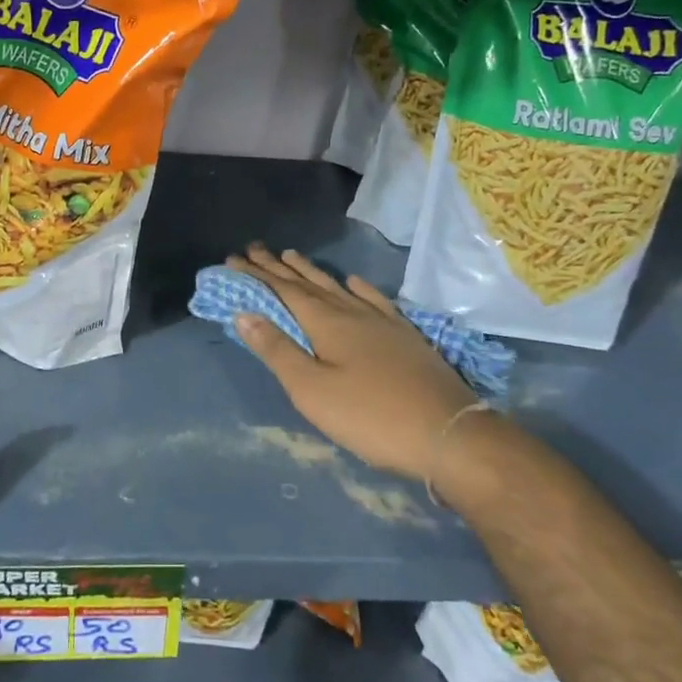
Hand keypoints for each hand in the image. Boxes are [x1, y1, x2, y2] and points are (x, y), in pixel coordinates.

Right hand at [225, 244, 485, 482]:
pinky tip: (354, 282)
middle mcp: (352, 311)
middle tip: (255, 248)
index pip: (283, 290)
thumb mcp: (311, 389)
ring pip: (338, 287)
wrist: (448, 432)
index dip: (257, 274)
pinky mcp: (405, 335)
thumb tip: (244, 313)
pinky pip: (374, 299)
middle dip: (279, 266)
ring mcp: (382, 321)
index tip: (233, 258)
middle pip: (308, 283)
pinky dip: (358, 287)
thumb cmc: (369, 416)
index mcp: (326, 322)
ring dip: (312, 272)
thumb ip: (277, 350)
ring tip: (292, 255)